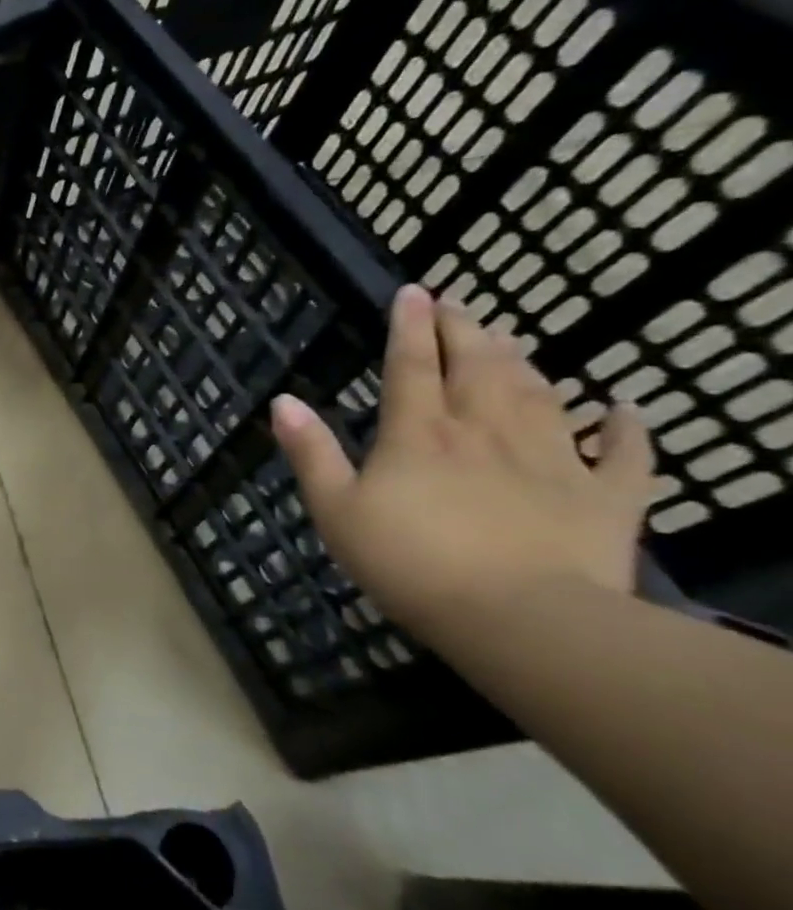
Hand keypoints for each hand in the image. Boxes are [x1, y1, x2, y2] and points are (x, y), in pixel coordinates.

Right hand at [271, 284, 653, 640]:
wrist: (519, 618)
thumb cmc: (410, 563)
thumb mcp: (336, 510)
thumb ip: (311, 453)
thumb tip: (283, 401)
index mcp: (420, 434)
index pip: (412, 366)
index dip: (410, 326)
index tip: (413, 292)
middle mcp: (486, 430)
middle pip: (478, 366)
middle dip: (465, 330)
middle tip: (457, 303)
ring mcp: (553, 458)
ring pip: (541, 393)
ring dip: (524, 361)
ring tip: (512, 338)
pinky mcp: (605, 495)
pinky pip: (623, 452)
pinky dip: (625, 426)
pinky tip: (622, 407)